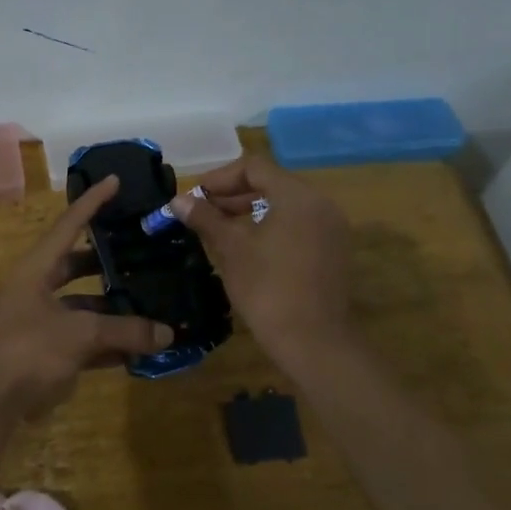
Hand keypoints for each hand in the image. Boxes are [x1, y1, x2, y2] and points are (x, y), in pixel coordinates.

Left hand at [0, 175, 172, 417]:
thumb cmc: (26, 351)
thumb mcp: (79, 334)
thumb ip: (124, 330)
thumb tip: (166, 334)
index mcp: (35, 270)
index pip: (68, 225)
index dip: (92, 202)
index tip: (115, 180)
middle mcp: (34, 290)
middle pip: (74, 266)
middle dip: (105, 261)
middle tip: (138, 253)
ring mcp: (36, 323)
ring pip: (80, 307)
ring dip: (110, 308)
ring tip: (147, 305)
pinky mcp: (40, 354)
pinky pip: (79, 339)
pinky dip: (104, 341)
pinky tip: (134, 348)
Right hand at [168, 154, 353, 369]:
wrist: (313, 342)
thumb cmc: (268, 289)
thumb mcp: (231, 249)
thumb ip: (206, 218)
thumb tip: (178, 200)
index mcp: (298, 196)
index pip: (254, 167)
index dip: (219, 178)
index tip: (195, 197)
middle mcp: (321, 204)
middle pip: (271, 184)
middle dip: (233, 195)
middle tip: (202, 212)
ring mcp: (331, 229)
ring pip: (285, 206)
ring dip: (250, 212)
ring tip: (219, 230)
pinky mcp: (332, 252)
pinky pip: (297, 226)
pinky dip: (271, 228)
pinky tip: (246, 248)